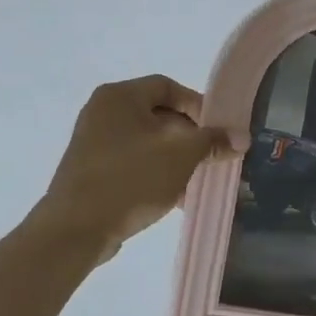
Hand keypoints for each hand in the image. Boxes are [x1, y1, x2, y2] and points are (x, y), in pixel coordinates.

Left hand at [37, 75, 241, 263]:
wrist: (75, 228)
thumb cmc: (129, 179)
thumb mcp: (180, 156)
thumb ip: (212, 142)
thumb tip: (241, 137)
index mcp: (119, 96)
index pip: (167, 86)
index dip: (197, 104)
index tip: (219, 130)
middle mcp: (102, 112)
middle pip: (158, 115)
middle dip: (189, 137)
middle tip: (212, 158)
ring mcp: (93, 143)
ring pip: (147, 143)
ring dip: (175, 160)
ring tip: (198, 182)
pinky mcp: (91, 171)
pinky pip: (132, 164)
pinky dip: (154, 174)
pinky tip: (174, 199)